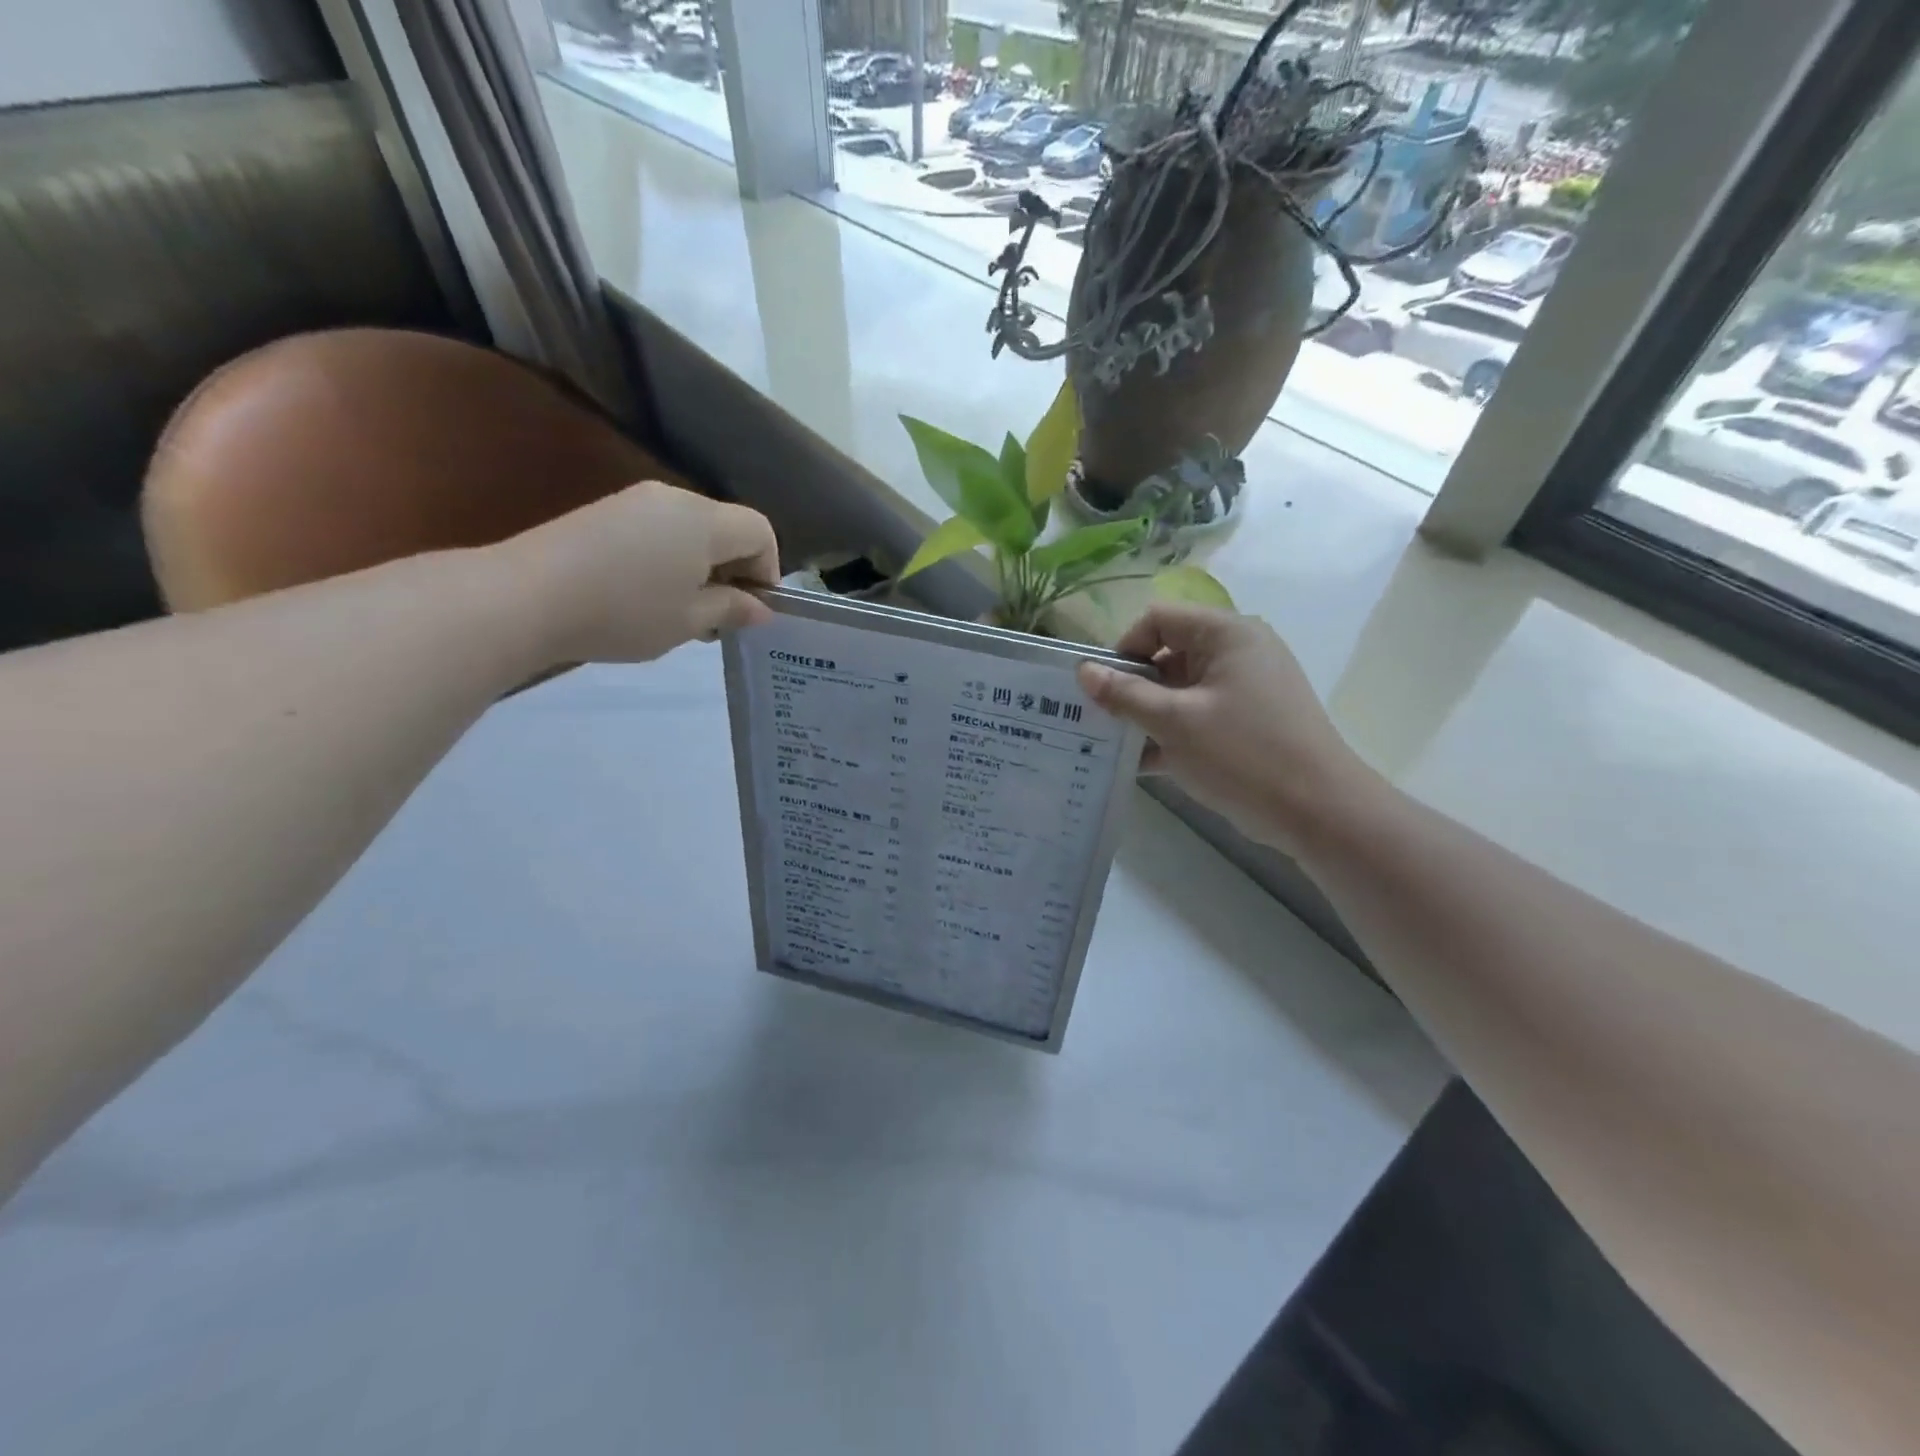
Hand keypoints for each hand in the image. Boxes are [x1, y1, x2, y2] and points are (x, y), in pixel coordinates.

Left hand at [493, 481, 779, 665]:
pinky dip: (670, 559)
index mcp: (704, 521)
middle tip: (718, 617)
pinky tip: (646, 595)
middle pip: (726, 527)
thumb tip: (761, 608)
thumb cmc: (624, 612)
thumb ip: (732, 609)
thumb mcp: (689, 621)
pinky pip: (658, 530)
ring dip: (701, 567)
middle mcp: (675, 499)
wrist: (525, 597)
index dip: (768, 570)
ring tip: (681, 611)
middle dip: (734, 570)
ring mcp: (636, 501)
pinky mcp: (606, 512)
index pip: (760, 531)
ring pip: (692, 530)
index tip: (751, 609)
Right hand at [1077, 604, 1375, 853]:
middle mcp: (1238, 652)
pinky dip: (1172, 733)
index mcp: (1226, 634)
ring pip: (1180, 690)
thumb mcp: (1174, 722)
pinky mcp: (1249, 722)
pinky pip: (1199, 715)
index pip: (1158, 620)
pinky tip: (1144, 764)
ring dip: (1148, 715)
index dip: (1124, 650)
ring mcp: (1246, 689)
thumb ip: (1124, 695)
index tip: (1104, 690)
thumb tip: (1082, 671)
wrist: (1319, 812)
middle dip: (1132, 687)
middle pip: (1167, 654)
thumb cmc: (1242, 754)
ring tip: (1117, 746)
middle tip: (1103, 721)